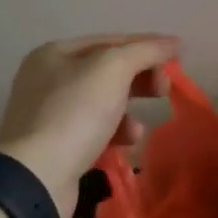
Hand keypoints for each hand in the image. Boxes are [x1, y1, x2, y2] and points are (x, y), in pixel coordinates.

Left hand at [0, 34, 178, 217]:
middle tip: (165, 90)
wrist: (37, 177)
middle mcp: (48, 78)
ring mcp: (49, 113)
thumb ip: (146, 51)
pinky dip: (115, 133)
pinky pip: (95, 129)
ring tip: (140, 128)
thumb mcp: (114, 69)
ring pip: (104, 101)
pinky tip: (127, 143)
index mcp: (56, 53)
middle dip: (141, 78)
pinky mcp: (56, 145)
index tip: (180, 57)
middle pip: (108, 70)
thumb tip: (175, 43)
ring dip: (130, 109)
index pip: (112, 40)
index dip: (149, 45)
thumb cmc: (75, 112)